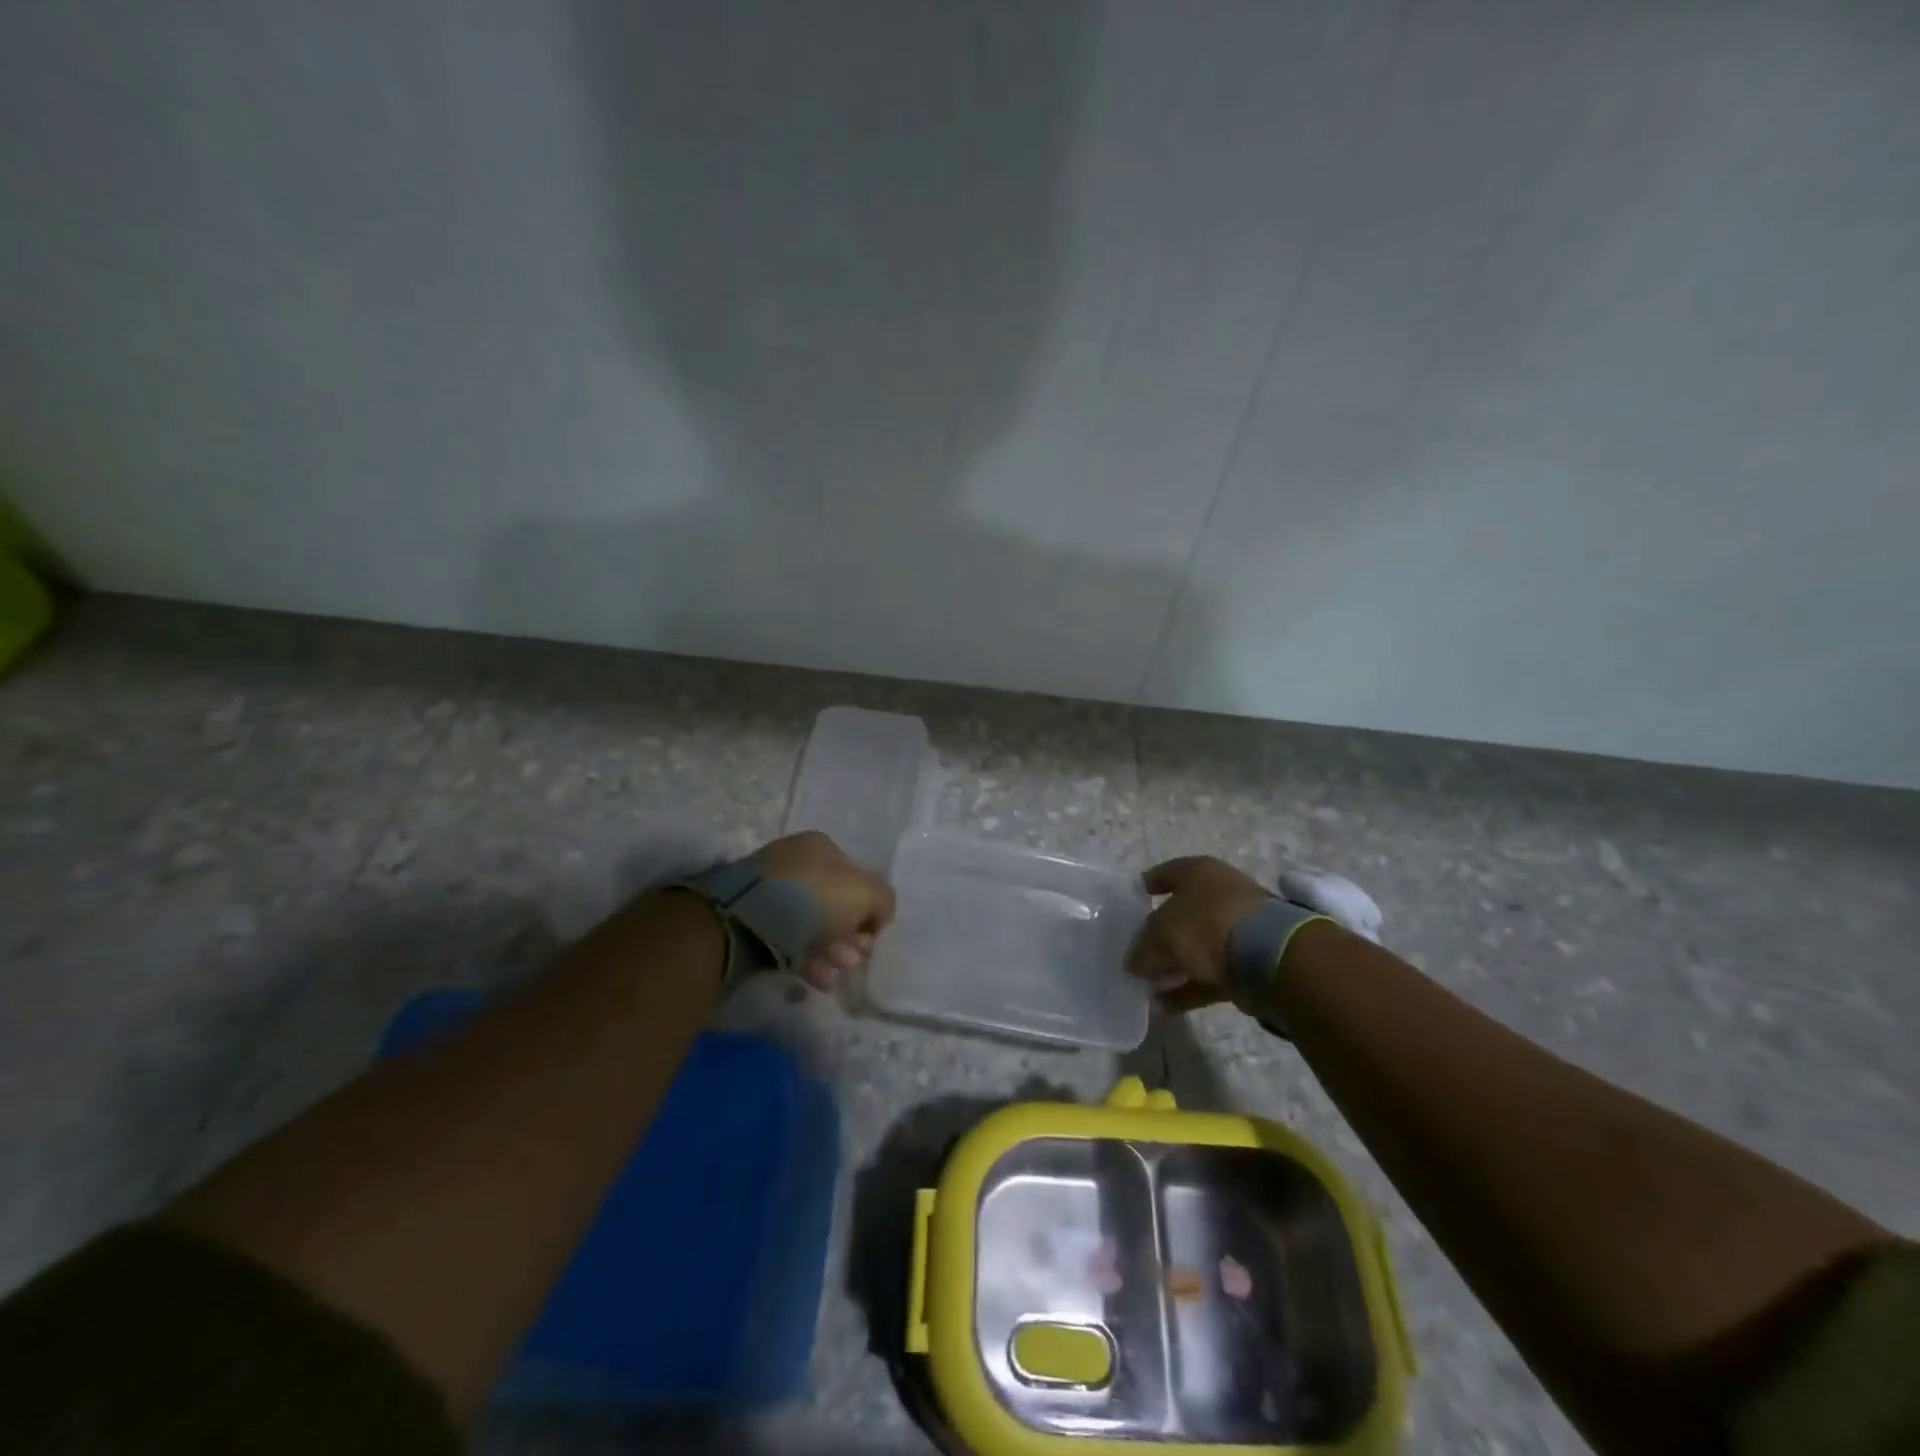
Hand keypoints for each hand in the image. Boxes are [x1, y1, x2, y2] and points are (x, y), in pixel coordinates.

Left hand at [747, 830, 896, 990]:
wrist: (745, 920)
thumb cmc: (813, 899)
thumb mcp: (866, 893)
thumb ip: (883, 901)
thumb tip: (877, 917)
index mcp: (821, 847)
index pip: (856, 878)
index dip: (868, 910)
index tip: (869, 938)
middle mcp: (795, 863)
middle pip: (834, 905)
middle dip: (849, 936)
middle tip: (853, 959)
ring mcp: (770, 891)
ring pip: (811, 925)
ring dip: (831, 952)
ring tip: (835, 973)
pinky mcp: (751, 920)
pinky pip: (787, 940)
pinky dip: (806, 959)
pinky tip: (816, 978)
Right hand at [1126, 856, 1271, 1013]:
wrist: (1267, 956)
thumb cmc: (1205, 926)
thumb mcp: (1159, 935)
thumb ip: (1141, 949)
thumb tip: (1133, 964)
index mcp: (1199, 872)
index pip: (1166, 873)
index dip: (1148, 886)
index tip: (1132, 902)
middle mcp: (1220, 894)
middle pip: (1181, 913)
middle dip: (1159, 936)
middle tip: (1137, 953)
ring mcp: (1237, 928)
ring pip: (1196, 947)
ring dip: (1173, 967)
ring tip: (1147, 988)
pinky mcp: (1249, 961)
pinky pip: (1210, 974)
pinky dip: (1188, 989)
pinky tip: (1165, 1007)